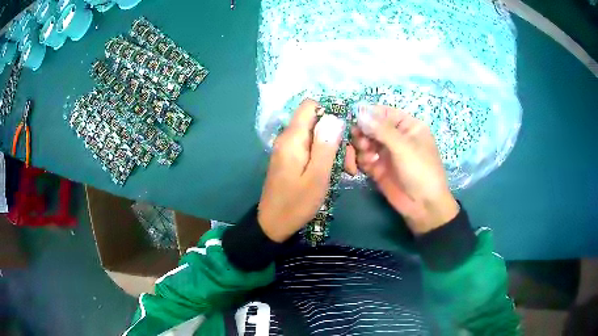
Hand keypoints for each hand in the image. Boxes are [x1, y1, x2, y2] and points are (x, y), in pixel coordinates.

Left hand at [258, 99, 344, 241]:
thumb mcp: (317, 177)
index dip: (331, 112)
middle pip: (317, 122)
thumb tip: (334, 117)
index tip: (347, 131)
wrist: (273, 224)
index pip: (310, 105)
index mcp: (292, 138)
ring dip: (335, 149)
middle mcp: (288, 138)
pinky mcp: (291, 159)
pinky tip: (337, 172)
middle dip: (338, 137)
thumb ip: (325, 146)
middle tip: (350, 162)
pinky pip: (311, 148)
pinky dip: (325, 156)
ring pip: (317, 136)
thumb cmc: (296, 204)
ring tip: (347, 171)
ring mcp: (289, 149)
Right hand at [349, 105, 458, 234]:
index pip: (384, 113)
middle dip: (363, 132)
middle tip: (361, 141)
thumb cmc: (420, 171)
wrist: (423, 206)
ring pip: (365, 142)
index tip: (354, 118)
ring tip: (366, 156)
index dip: (369, 114)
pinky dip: (361, 160)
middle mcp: (395, 137)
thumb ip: (381, 129)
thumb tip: (360, 113)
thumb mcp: (404, 147)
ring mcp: (386, 153)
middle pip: (371, 127)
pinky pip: (363, 158)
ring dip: (361, 147)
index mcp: (407, 126)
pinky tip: (365, 166)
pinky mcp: (378, 168)